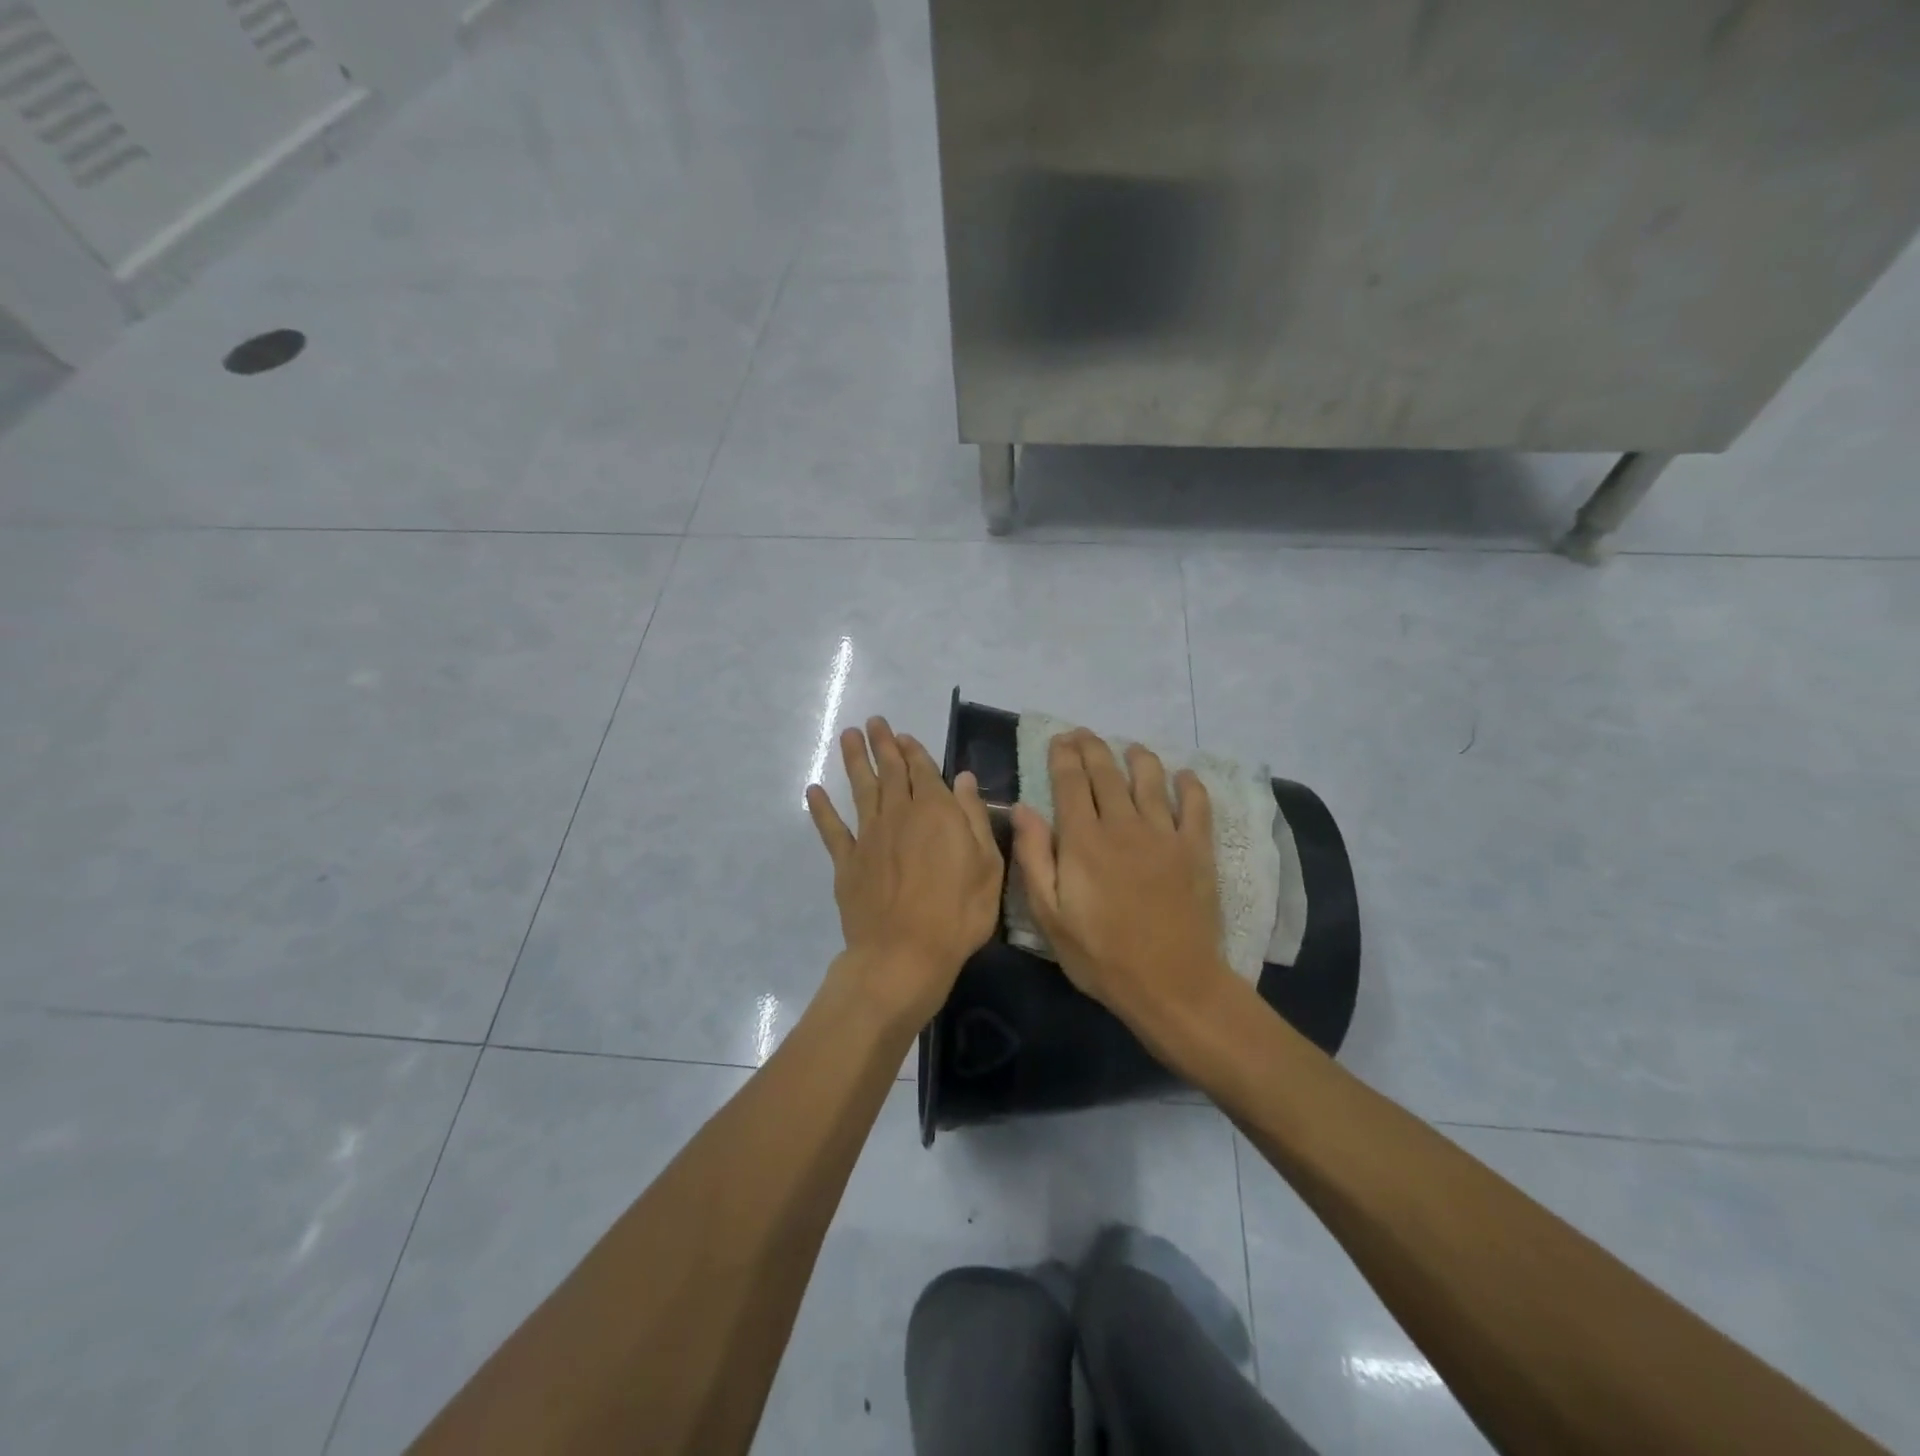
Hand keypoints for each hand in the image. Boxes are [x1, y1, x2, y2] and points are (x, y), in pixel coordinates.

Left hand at [806, 717, 1003, 1027]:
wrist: (904, 954)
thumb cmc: (958, 913)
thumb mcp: (987, 865)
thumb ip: (974, 817)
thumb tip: (963, 778)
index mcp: (936, 812)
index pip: (924, 771)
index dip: (913, 751)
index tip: (903, 735)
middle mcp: (899, 814)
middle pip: (889, 772)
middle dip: (882, 745)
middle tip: (873, 722)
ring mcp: (869, 837)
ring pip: (860, 789)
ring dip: (853, 761)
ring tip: (847, 736)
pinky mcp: (847, 863)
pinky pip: (832, 830)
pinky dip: (822, 809)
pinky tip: (814, 791)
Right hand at [1010, 730, 1237, 1043]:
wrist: (1172, 984)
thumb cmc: (1102, 955)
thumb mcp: (1050, 916)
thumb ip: (1034, 857)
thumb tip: (1023, 808)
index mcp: (1084, 840)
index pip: (1071, 782)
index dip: (1063, 756)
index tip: (1059, 739)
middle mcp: (1123, 825)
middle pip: (1107, 772)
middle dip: (1093, 747)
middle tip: (1084, 733)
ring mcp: (1164, 834)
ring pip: (1151, 779)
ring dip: (1138, 757)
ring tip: (1131, 747)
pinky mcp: (1196, 849)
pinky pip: (1196, 805)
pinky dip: (1190, 785)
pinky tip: (1184, 776)